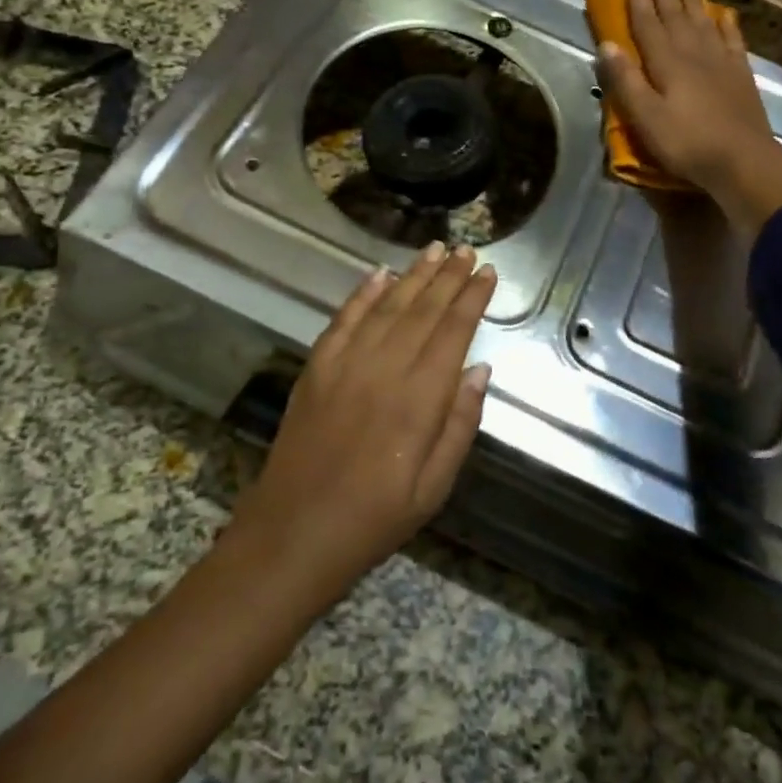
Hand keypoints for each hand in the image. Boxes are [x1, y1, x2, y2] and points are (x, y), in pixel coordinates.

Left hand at [231, 242, 496, 600]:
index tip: (488, 273)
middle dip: (448, 276)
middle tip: (467, 249)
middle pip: (423, 310)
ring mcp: (346, 364)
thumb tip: (480, 368)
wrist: (293, 533)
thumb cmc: (374, 518)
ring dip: (413, 275)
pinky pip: (345, 319)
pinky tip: (380, 274)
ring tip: (434, 249)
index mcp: (419, 399)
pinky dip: (364, 293)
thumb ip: (460, 424)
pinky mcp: (317, 367)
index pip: (453, 332)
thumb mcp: (434, 487)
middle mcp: (384, 369)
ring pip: (387, 306)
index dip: (472, 298)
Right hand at [595, 0, 781, 235]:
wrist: (743, 160)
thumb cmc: (686, 143)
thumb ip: (625, 81)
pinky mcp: (741, 75)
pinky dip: (727, 24)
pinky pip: (732, 40)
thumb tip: (605, 44)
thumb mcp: (645, 117)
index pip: (648, 24)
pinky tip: (725, 14)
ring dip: (692, 0)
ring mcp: (721, 62)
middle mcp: (694, 53)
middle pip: (676, 16)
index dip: (639, 0)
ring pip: (703, 21)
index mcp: (667, 63)